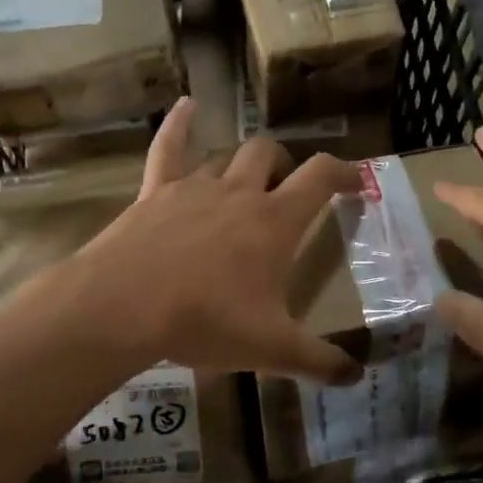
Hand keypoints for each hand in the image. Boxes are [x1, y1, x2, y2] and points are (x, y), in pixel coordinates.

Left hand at [45, 97, 365, 384]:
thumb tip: (357, 377)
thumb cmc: (205, 321)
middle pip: (270, 155)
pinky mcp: (156, 191)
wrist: (124, 307)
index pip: (320, 176)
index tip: (355, 181)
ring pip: (227, 156)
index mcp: (275, 221)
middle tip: (288, 189)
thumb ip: (319, 361)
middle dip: (286, 165)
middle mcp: (240, 193)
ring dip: (241, 164)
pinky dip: (179, 124)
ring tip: (246, 180)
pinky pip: (168, 147)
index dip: (343, 172)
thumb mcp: (271, 349)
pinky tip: (186, 105)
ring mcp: (195, 187)